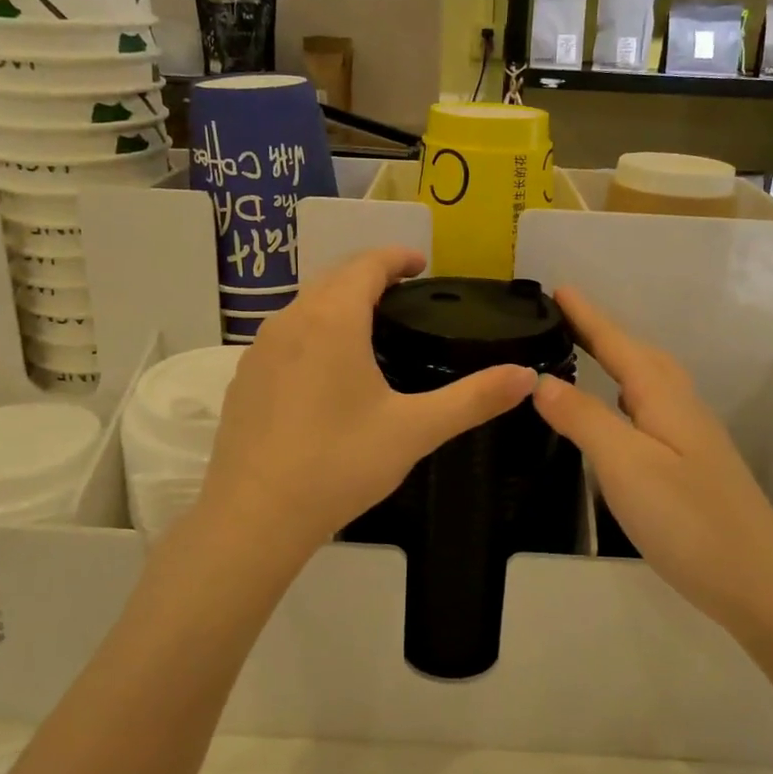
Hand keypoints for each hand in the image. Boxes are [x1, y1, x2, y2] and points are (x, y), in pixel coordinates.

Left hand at [198, 247, 537, 559]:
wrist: (256, 516)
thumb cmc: (340, 463)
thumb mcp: (415, 430)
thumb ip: (473, 399)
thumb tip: (527, 377)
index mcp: (333, 319)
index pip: (366, 264)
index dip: (396, 257)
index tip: (421, 265)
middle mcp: (291, 321)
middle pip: (333, 278)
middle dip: (369, 275)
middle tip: (404, 294)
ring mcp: (260, 350)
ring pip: (305, 306)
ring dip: (338, 302)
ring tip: (370, 326)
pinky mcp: (244, 379)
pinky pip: (284, 336)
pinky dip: (312, 331)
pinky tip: (327, 370)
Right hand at [531, 288, 772, 637]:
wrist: (759, 584)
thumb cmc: (688, 520)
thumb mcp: (626, 465)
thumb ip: (583, 419)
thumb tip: (541, 380)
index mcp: (664, 397)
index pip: (618, 344)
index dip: (587, 317)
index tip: (557, 289)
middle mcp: (681, 407)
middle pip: (638, 356)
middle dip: (602, 333)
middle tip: (563, 319)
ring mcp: (691, 437)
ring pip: (648, 383)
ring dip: (616, 361)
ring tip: (584, 355)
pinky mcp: (692, 466)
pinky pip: (650, 410)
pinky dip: (625, 396)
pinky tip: (617, 415)